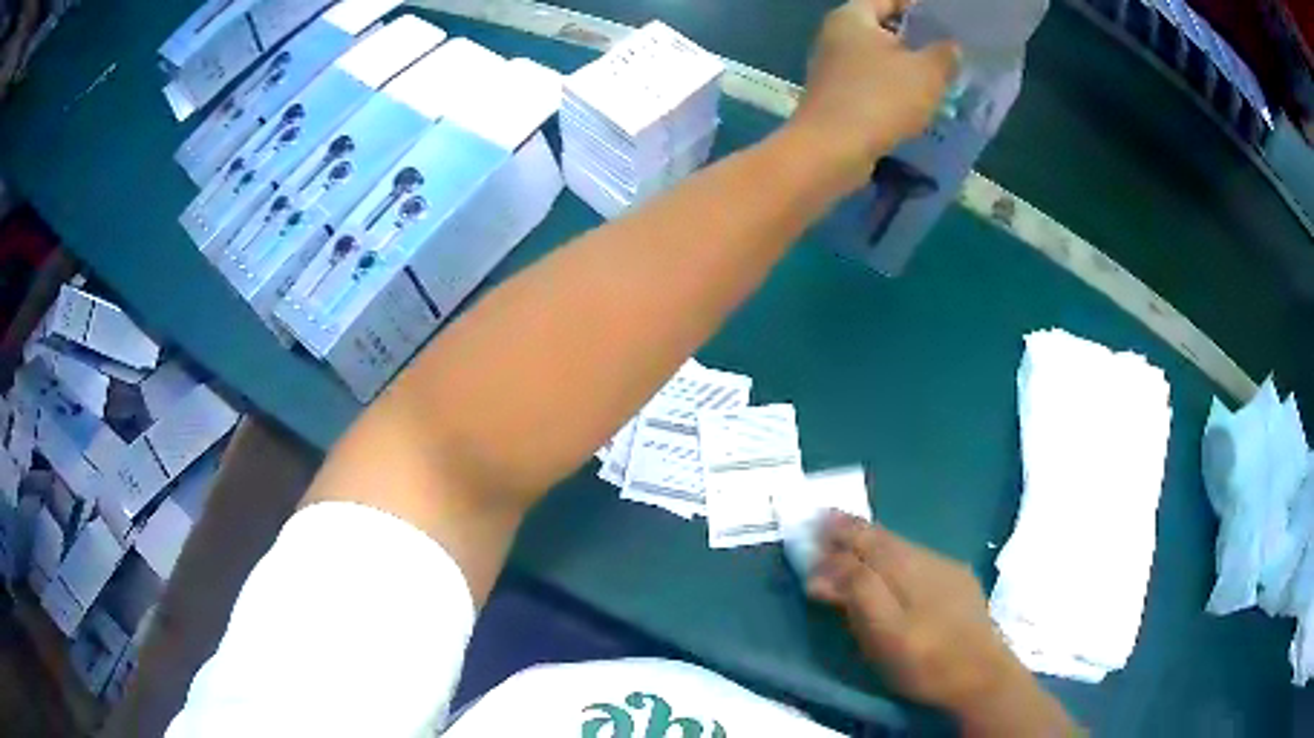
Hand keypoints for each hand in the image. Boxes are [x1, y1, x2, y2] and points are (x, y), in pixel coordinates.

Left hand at [788, 0, 958, 191]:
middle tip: (949, 53)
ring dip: (906, 69)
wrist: (832, 150)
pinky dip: (892, 90)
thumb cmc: (881, 98)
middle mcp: (835, 36)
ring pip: (877, 59)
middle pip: (882, 29)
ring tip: (940, 81)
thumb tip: (951, 46)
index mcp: (852, 17)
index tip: (946, 22)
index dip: (918, 8)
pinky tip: (917, 106)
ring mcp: (831, 68)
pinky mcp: (834, 97)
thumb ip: (944, 55)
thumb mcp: (927, 73)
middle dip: (916, 40)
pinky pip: (870, 85)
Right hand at [809, 515, 1075, 735]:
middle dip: (854, 529)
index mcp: (904, 567)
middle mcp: (926, 558)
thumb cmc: (925, 660)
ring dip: (875, 540)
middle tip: (828, 521)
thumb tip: (822, 568)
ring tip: (856, 540)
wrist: (982, 675)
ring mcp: (947, 569)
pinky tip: (897, 562)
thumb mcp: (884, 633)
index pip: (864, 540)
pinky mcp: (959, 583)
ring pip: (902, 546)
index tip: (813, 522)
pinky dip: (897, 554)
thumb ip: (856, 594)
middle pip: (883, 537)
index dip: (837, 531)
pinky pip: (919, 557)